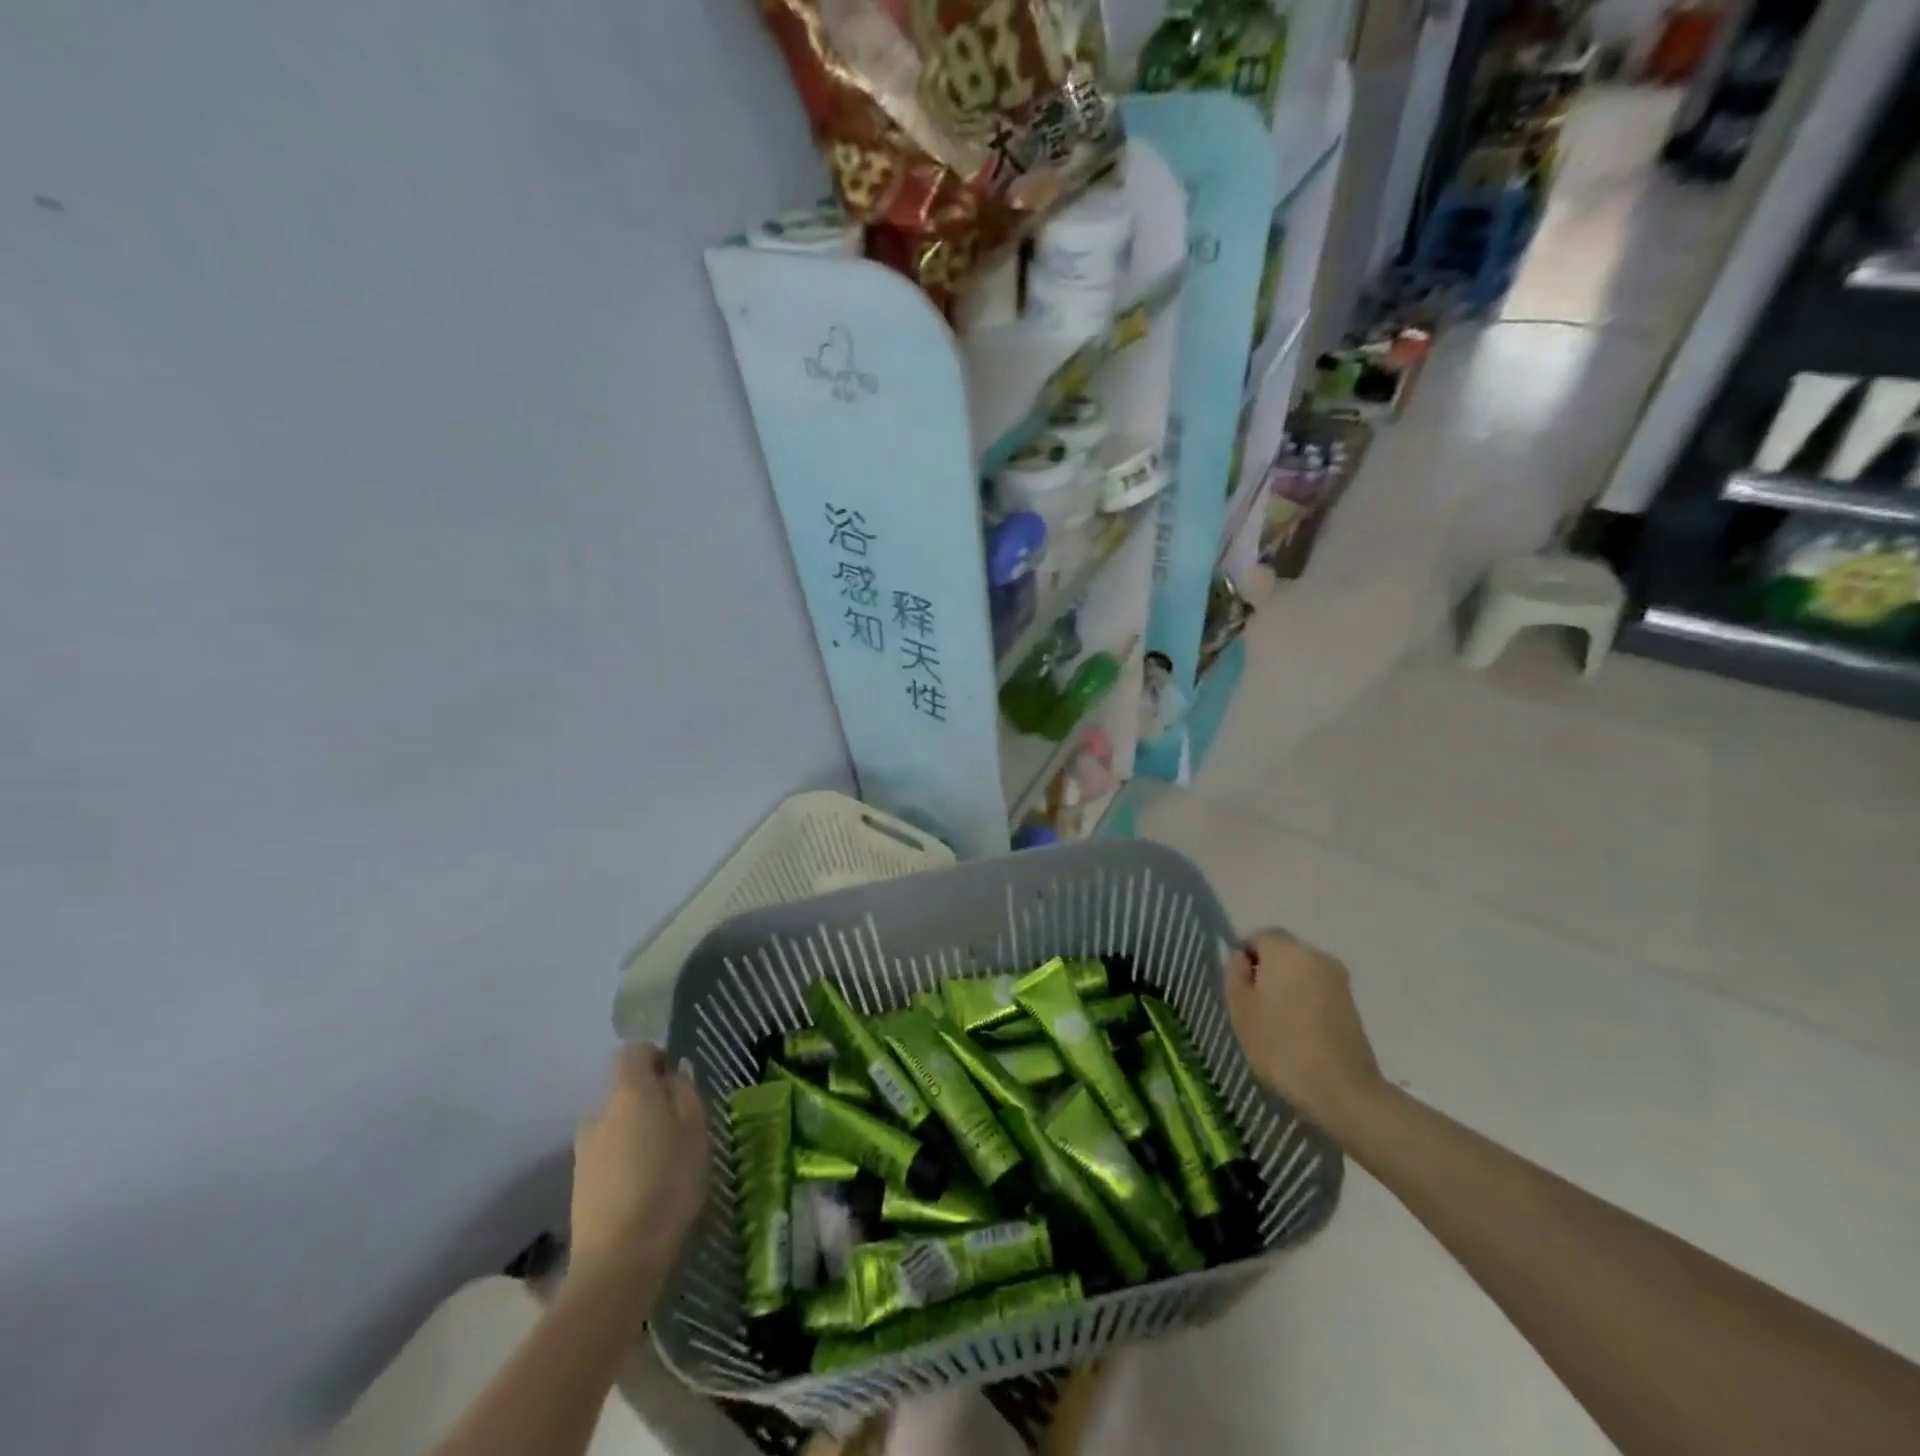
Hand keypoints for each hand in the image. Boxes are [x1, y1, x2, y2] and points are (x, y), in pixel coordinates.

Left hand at [569, 1045, 708, 1290]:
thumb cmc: (668, 1183)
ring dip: (637, 1135)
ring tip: (665, 1164)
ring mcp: (584, 1151)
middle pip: (625, 1092)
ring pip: (617, 1127)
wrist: (618, 1261)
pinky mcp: (579, 1186)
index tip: (679, 1080)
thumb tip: (674, 1073)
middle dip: (650, 1102)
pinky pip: (608, 1157)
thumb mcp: (695, 1130)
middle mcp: (598, 1113)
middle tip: (680, 1128)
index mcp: (628, 1092)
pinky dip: (625, 1163)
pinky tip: (645, 1190)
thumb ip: (685, 1093)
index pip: (635, 1051)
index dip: (657, 1058)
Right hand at [1226, 928, 1386, 1132]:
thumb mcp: (1240, 1009)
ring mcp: (1338, 978)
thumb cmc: (1280, 1045)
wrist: (1341, 1089)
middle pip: (1283, 951)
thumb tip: (1243, 958)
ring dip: (1288, 986)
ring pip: (1302, 971)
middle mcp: (1315, 954)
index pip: (1259, 936)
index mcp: (1285, 950)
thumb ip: (1236, 974)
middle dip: (1268, 970)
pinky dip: (1306, 1001)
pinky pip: (1318, 989)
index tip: (1240, 988)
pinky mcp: (1352, 1002)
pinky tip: (1300, 1031)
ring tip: (1278, 1022)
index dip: (1245, 957)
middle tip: (1255, 1006)